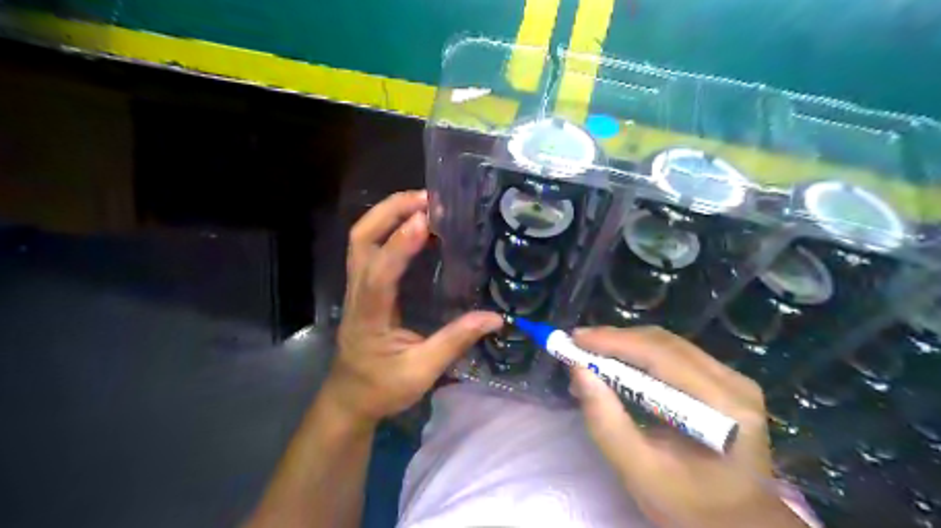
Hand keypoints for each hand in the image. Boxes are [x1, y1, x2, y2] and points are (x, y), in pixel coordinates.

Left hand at [323, 191, 503, 430]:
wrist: (349, 399)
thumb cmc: (382, 388)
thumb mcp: (421, 372)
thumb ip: (455, 342)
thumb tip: (494, 318)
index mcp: (369, 316)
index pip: (379, 273)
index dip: (400, 245)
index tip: (425, 220)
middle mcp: (357, 294)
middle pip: (361, 239)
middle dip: (390, 211)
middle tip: (427, 199)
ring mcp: (357, 288)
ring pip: (361, 239)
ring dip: (389, 215)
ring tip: (424, 205)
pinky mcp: (364, 288)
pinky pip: (370, 248)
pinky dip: (391, 229)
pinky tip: (416, 227)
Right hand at [565, 326, 801, 527]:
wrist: (737, 524)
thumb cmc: (690, 507)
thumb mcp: (639, 472)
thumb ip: (606, 422)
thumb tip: (578, 371)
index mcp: (724, 409)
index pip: (662, 356)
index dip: (615, 342)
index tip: (575, 340)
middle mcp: (734, 383)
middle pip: (665, 344)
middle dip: (615, 341)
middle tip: (577, 346)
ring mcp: (733, 379)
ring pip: (667, 345)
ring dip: (625, 346)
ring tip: (589, 356)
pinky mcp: (724, 381)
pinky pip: (674, 356)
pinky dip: (639, 356)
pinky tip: (616, 365)